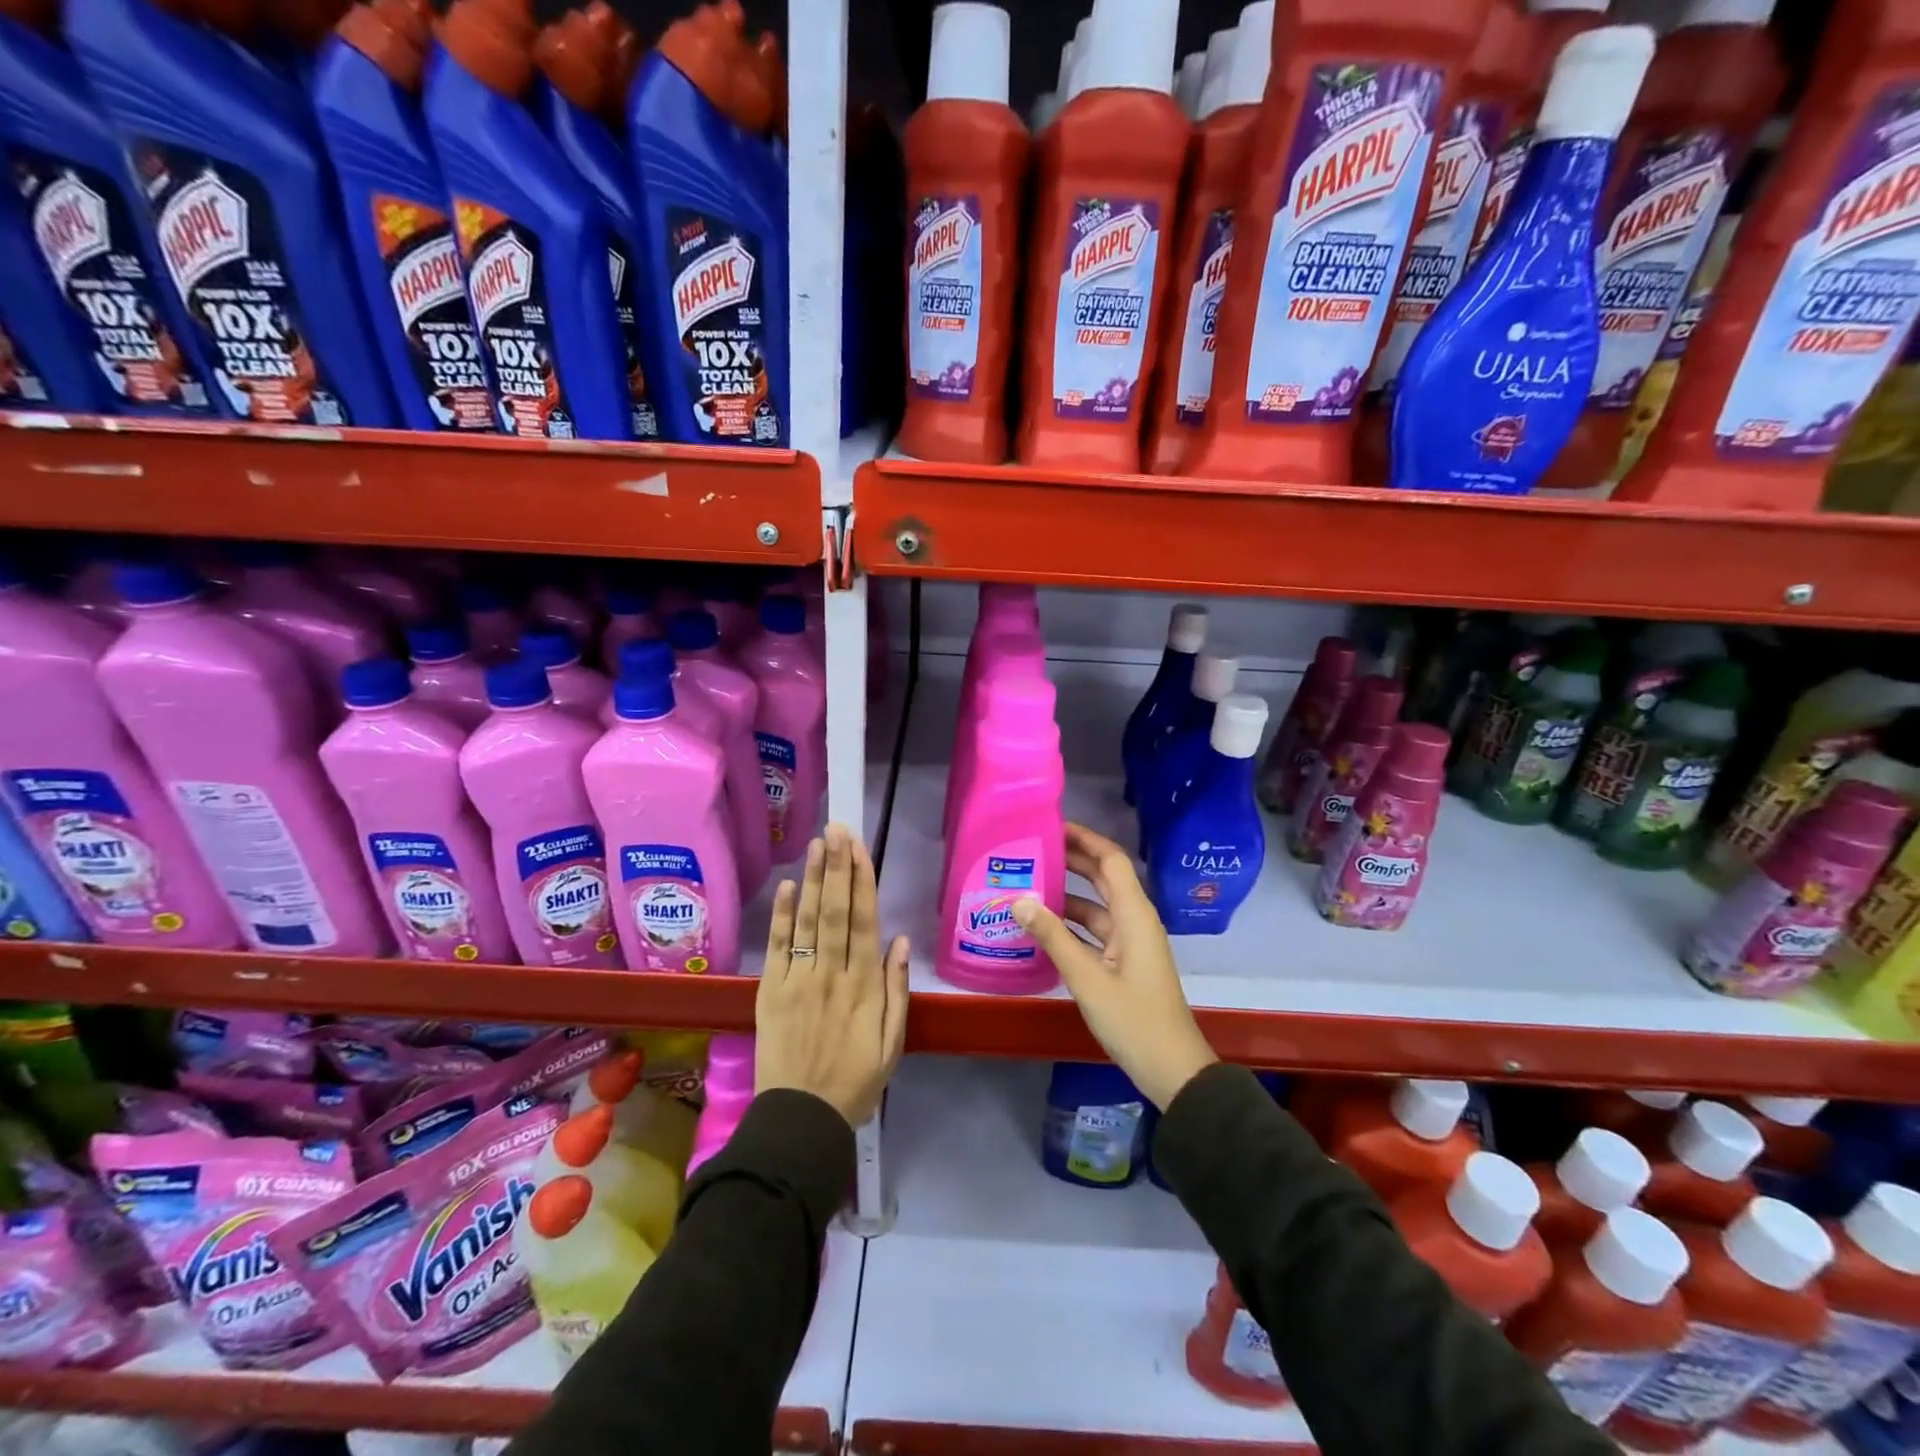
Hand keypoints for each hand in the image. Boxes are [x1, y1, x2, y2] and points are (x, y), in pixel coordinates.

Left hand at [755, 823, 910, 1126]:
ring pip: (808, 921)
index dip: (862, 881)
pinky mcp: (771, 991)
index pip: (864, 921)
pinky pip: (778, 947)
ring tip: (816, 844)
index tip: (860, 848)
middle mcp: (833, 974)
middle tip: (837, 829)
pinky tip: (786, 886)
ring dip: (813, 879)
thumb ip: (897, 990)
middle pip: (835, 911)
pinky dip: (782, 915)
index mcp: (865, 985)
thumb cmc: (855, 1081)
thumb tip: (900, 941)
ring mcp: (799, 980)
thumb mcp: (893, 1043)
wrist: (802, 1118)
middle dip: (838, 867)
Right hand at [1012, 823, 1216, 1109]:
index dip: (1085, 839)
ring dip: (1067, 893)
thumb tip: (1019, 900)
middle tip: (1032, 848)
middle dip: (1072, 859)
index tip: (1052, 826)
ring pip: (1096, 905)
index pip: (1111, 860)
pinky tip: (1041, 925)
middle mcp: (1135, 920)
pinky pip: (1094, 930)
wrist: (1171, 1069)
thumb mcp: (1088, 978)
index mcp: (1135, 915)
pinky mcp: (1123, 962)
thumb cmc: (1134, 1020)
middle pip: (1104, 877)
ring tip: (1028, 882)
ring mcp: (1130, 942)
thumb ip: (1053, 937)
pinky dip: (1071, 923)